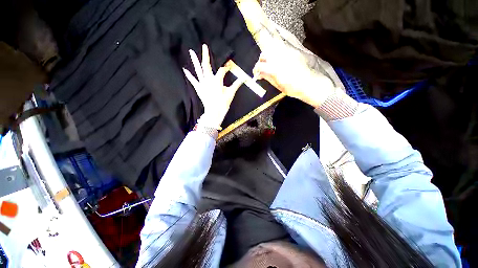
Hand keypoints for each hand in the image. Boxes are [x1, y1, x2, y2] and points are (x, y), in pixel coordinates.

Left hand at [183, 44, 243, 128]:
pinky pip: (193, 81)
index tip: (229, 67)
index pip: (222, 70)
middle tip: (204, 46)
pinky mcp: (199, 89)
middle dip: (206, 55)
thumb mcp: (231, 93)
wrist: (214, 112)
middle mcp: (208, 79)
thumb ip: (236, 84)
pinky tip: (185, 69)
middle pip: (207, 65)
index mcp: (217, 80)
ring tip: (191, 51)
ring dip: (194, 61)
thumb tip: (244, 78)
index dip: (226, 68)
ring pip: (198, 70)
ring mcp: (203, 84)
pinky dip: (189, 76)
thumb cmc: (223, 103)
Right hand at [253, 43, 334, 107]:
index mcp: (275, 69)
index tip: (256, 74)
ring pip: (272, 49)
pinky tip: (278, 61)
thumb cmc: (293, 89)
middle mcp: (280, 58)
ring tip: (270, 64)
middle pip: (265, 54)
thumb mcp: (278, 86)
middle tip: (262, 69)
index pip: (260, 65)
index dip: (256, 70)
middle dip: (261, 61)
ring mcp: (287, 53)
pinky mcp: (293, 51)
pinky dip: (276, 54)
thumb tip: (259, 74)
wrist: (310, 84)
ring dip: (268, 56)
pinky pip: (281, 49)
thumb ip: (268, 78)